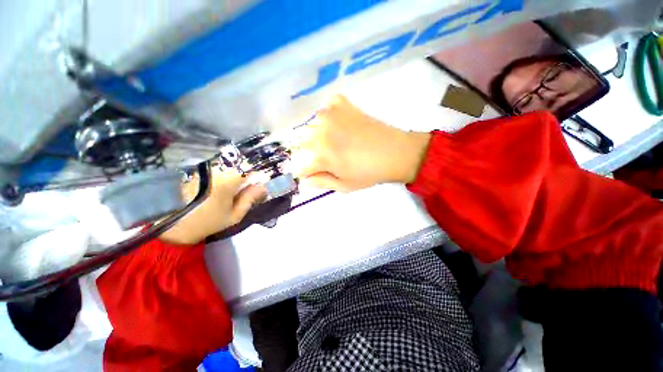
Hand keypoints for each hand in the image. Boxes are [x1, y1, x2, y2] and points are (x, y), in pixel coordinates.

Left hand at [159, 168, 265, 244]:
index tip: (259, 184)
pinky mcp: (195, 171)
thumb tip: (263, 188)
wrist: (170, 225)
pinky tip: (220, 187)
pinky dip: (223, 175)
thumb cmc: (206, 222)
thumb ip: (250, 199)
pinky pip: (216, 169)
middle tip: (247, 189)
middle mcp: (215, 169)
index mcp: (227, 180)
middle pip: (239, 165)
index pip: (250, 168)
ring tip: (233, 189)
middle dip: (246, 175)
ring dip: (234, 175)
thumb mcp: (233, 215)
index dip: (257, 175)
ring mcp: (204, 168)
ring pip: (227, 166)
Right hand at [290, 95, 430, 191]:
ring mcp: (330, 115)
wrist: (395, 152)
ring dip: (321, 134)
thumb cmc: (369, 173)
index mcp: (320, 156)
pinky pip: (327, 105)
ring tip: (339, 139)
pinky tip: (342, 121)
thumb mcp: (344, 185)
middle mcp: (319, 133)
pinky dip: (331, 113)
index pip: (299, 165)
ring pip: (313, 126)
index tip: (317, 171)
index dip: (307, 171)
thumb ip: (320, 182)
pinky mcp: (341, 103)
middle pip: (303, 144)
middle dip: (313, 152)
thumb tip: (304, 181)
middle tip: (331, 156)